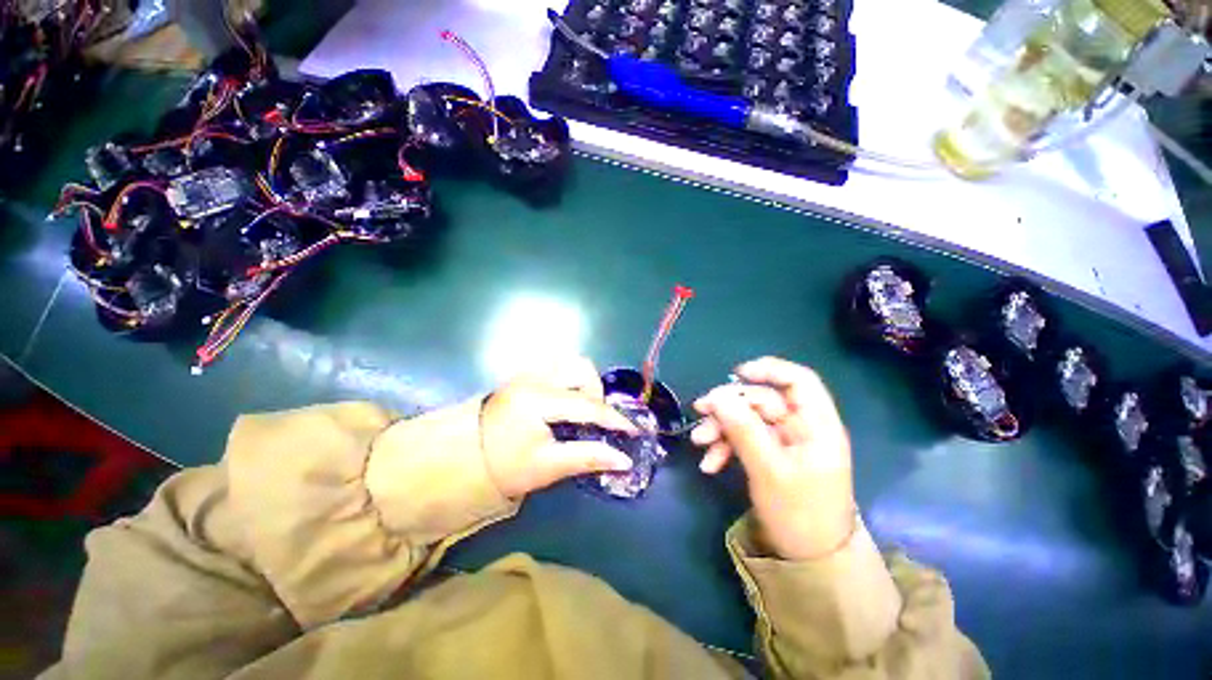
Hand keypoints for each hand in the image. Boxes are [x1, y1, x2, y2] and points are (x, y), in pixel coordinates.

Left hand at [480, 357, 639, 498]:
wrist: (462, 457)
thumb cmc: (505, 466)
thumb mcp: (548, 467)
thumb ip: (588, 458)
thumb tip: (625, 460)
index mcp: (537, 401)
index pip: (586, 404)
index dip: (613, 417)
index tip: (633, 429)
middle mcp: (533, 378)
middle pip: (580, 367)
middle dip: (596, 391)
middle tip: (594, 418)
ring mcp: (527, 373)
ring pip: (569, 362)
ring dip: (584, 381)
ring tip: (581, 408)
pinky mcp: (524, 374)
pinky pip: (557, 366)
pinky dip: (570, 379)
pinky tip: (566, 401)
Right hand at [692, 357, 855, 560]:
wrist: (807, 559)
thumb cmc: (799, 514)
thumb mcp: (768, 470)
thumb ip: (743, 430)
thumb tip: (718, 397)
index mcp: (815, 425)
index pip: (799, 381)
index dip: (769, 370)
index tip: (737, 374)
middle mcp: (799, 428)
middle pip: (761, 401)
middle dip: (729, 406)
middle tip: (700, 411)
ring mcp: (782, 442)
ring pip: (747, 419)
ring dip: (721, 428)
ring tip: (699, 443)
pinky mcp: (769, 455)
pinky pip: (743, 440)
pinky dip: (725, 447)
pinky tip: (710, 464)